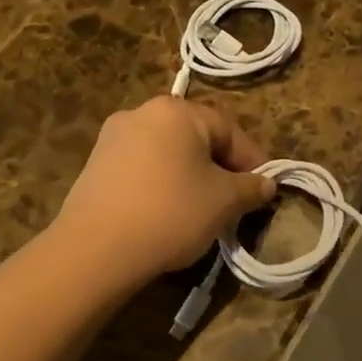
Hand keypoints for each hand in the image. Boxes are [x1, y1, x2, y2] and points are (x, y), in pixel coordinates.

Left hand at [55, 97, 276, 285]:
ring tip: (202, 210)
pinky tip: (166, 213)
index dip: (252, 161)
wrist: (95, 250)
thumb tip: (266, 185)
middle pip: (197, 138)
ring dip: (191, 176)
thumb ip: (251, 188)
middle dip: (220, 168)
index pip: (229, 130)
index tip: (263, 191)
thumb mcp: (224, 202)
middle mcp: (143, 112)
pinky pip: (143, 168)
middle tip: (235, 201)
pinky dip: (161, 184)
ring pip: (169, 153)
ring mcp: (113, 137)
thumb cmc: (170, 213)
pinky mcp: (95, 165)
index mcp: (177, 111)